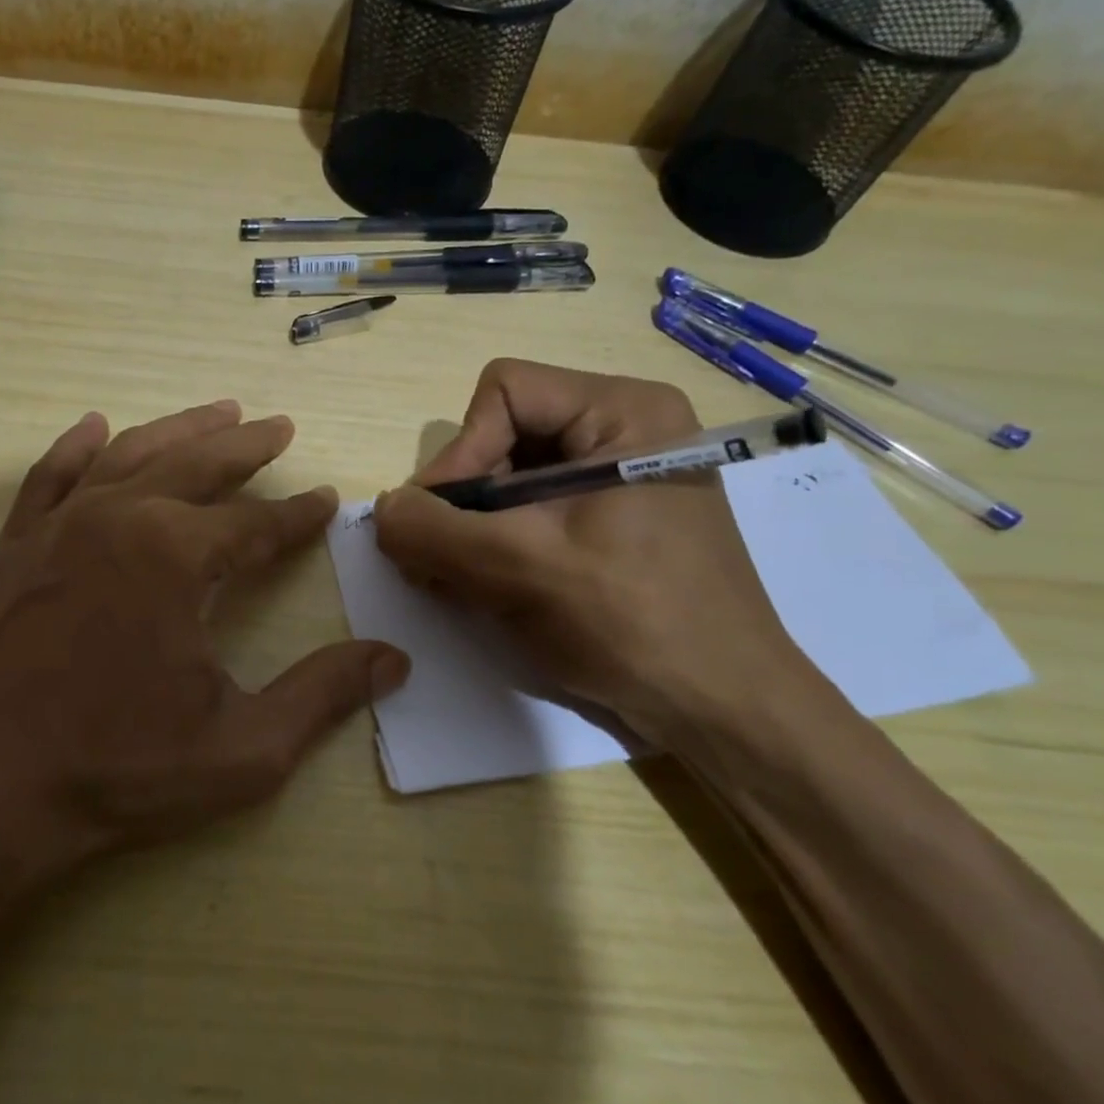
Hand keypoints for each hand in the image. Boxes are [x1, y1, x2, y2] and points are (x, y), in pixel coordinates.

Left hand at [0, 401, 410, 882]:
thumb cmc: (119, 772)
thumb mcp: (244, 748)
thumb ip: (323, 695)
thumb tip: (394, 659)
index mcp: (176, 555)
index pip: (256, 522)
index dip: (298, 515)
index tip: (326, 501)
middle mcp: (118, 519)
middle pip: (197, 464)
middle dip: (246, 445)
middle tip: (279, 426)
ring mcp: (58, 527)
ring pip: (130, 454)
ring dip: (179, 429)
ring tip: (218, 412)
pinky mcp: (13, 548)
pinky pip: (50, 477)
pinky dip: (77, 447)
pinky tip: (96, 426)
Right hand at [373, 360, 817, 751]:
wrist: (722, 709)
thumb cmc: (633, 623)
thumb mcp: (520, 569)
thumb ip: (434, 531)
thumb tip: (381, 510)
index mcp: (623, 411)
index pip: (503, 394)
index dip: (461, 453)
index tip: (441, 523)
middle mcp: (622, 429)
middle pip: (502, 435)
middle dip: (462, 500)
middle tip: (435, 560)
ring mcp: (618, 476)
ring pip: (509, 477)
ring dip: (471, 528)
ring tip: (454, 581)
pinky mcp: (611, 519)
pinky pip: (531, 510)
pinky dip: (496, 543)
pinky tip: (484, 586)